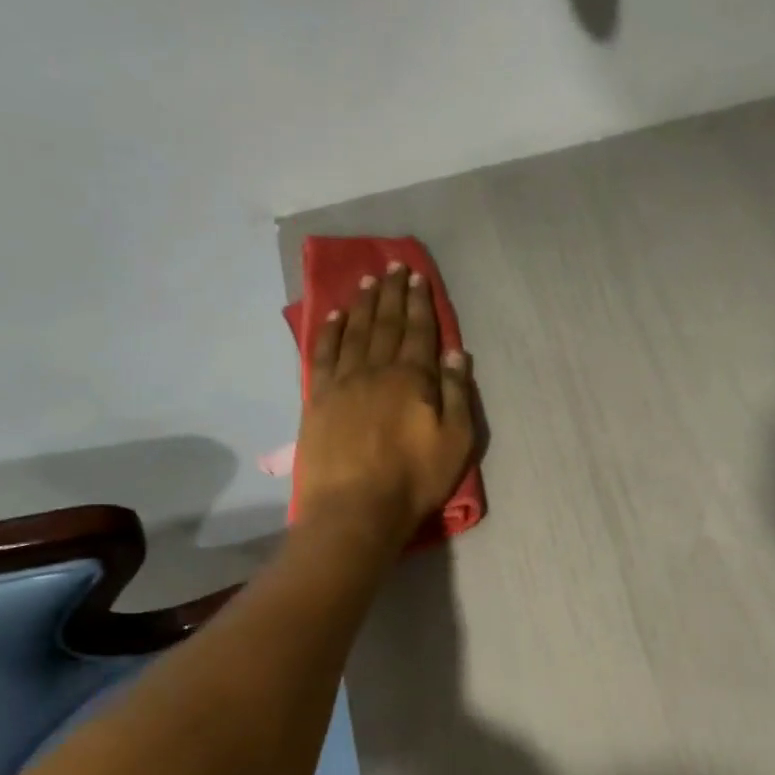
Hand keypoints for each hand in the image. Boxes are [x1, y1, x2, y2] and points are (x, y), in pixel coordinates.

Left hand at [298, 261, 476, 545]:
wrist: (355, 509)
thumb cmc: (414, 479)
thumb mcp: (456, 441)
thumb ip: (456, 394)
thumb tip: (456, 353)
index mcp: (412, 379)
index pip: (419, 332)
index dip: (420, 303)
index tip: (418, 277)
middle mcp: (376, 370)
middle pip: (385, 323)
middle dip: (392, 293)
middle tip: (393, 266)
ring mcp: (343, 382)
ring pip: (354, 332)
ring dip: (362, 304)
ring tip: (367, 280)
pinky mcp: (318, 399)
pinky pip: (323, 355)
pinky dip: (329, 332)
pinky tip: (333, 316)